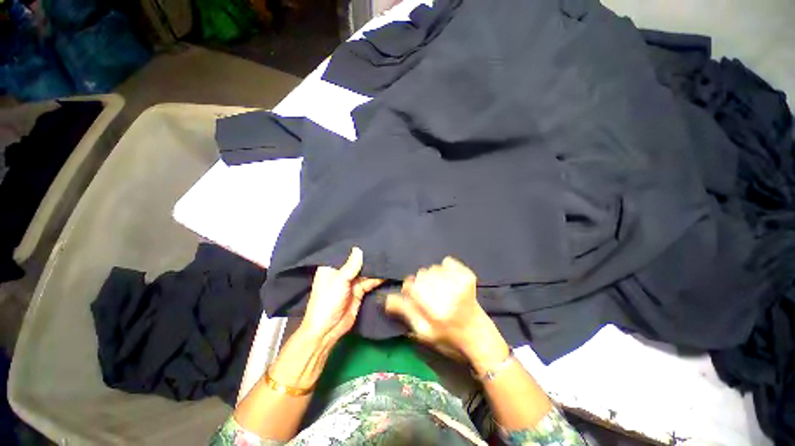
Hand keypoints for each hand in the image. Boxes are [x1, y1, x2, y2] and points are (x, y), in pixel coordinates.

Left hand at [299, 247, 383, 343]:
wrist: (327, 330)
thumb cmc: (327, 302)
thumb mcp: (339, 281)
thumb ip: (351, 266)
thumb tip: (358, 248)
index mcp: (331, 267)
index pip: (345, 253)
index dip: (356, 247)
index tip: (369, 238)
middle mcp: (342, 273)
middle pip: (357, 262)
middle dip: (368, 257)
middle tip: (384, 247)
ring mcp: (351, 282)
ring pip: (365, 272)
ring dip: (375, 268)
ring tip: (388, 258)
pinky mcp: (359, 291)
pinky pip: (370, 282)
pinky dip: (378, 278)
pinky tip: (387, 272)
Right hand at [384, 257, 509, 369]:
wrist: (477, 336)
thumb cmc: (447, 338)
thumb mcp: (422, 332)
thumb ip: (405, 312)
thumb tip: (386, 298)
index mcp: (435, 311)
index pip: (412, 286)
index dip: (409, 289)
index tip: (413, 294)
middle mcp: (448, 295)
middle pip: (422, 274)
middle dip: (420, 282)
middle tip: (428, 294)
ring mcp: (460, 284)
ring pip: (433, 267)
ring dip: (432, 276)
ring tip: (440, 289)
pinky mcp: (468, 277)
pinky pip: (448, 261)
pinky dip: (445, 268)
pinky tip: (449, 281)